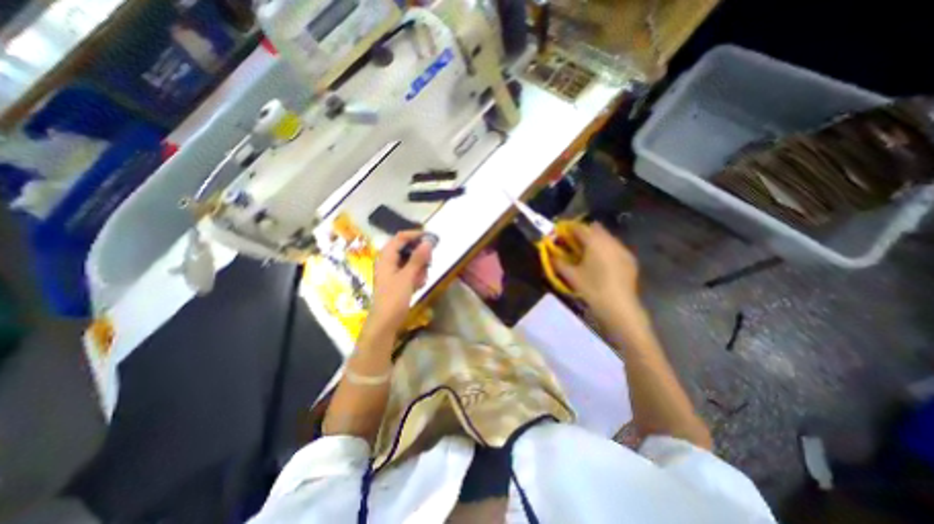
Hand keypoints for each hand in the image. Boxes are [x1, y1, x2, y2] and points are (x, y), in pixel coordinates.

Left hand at [368, 232, 434, 333]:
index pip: (401, 237)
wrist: (385, 323)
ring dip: (419, 267)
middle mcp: (388, 261)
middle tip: (429, 262)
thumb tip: (428, 241)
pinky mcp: (397, 280)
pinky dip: (416, 276)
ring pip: (411, 261)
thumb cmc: (394, 298)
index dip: (415, 235)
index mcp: (386, 257)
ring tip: (422, 279)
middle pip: (407, 249)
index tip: (431, 237)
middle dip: (420, 255)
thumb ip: (418, 258)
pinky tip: (419, 284)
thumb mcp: (407, 277)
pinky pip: (410, 271)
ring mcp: (393, 271)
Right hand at [552, 220, 642, 309]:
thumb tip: (550, 256)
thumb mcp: (571, 276)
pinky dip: (607, 249)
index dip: (569, 229)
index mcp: (594, 242)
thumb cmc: (592, 288)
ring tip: (588, 254)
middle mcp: (610, 241)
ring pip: (607, 237)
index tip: (562, 235)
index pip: (579, 228)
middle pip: (595, 229)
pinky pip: (616, 247)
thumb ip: (558, 263)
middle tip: (574, 244)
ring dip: (596, 240)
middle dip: (584, 233)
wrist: (619, 306)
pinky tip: (602, 263)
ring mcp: (623, 249)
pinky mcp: (630, 259)